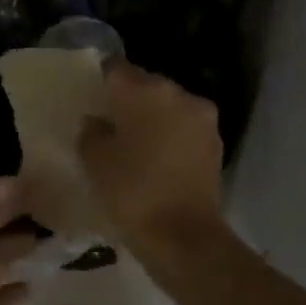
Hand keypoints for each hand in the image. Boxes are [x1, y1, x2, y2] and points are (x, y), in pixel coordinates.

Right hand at [79, 62, 227, 255]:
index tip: (90, 97)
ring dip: (152, 118)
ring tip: (133, 143)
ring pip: (168, 107)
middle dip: (128, 100)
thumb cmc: (132, 192)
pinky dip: (169, 136)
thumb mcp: (95, 161)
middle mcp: (178, 94)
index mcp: (145, 90)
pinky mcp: (215, 143)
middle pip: (146, 85)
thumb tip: (97, 121)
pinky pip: (184, 129)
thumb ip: (91, 132)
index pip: (115, 68)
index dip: (100, 80)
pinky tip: (156, 158)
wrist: (184, 236)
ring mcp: (201, 118)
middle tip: (109, 122)